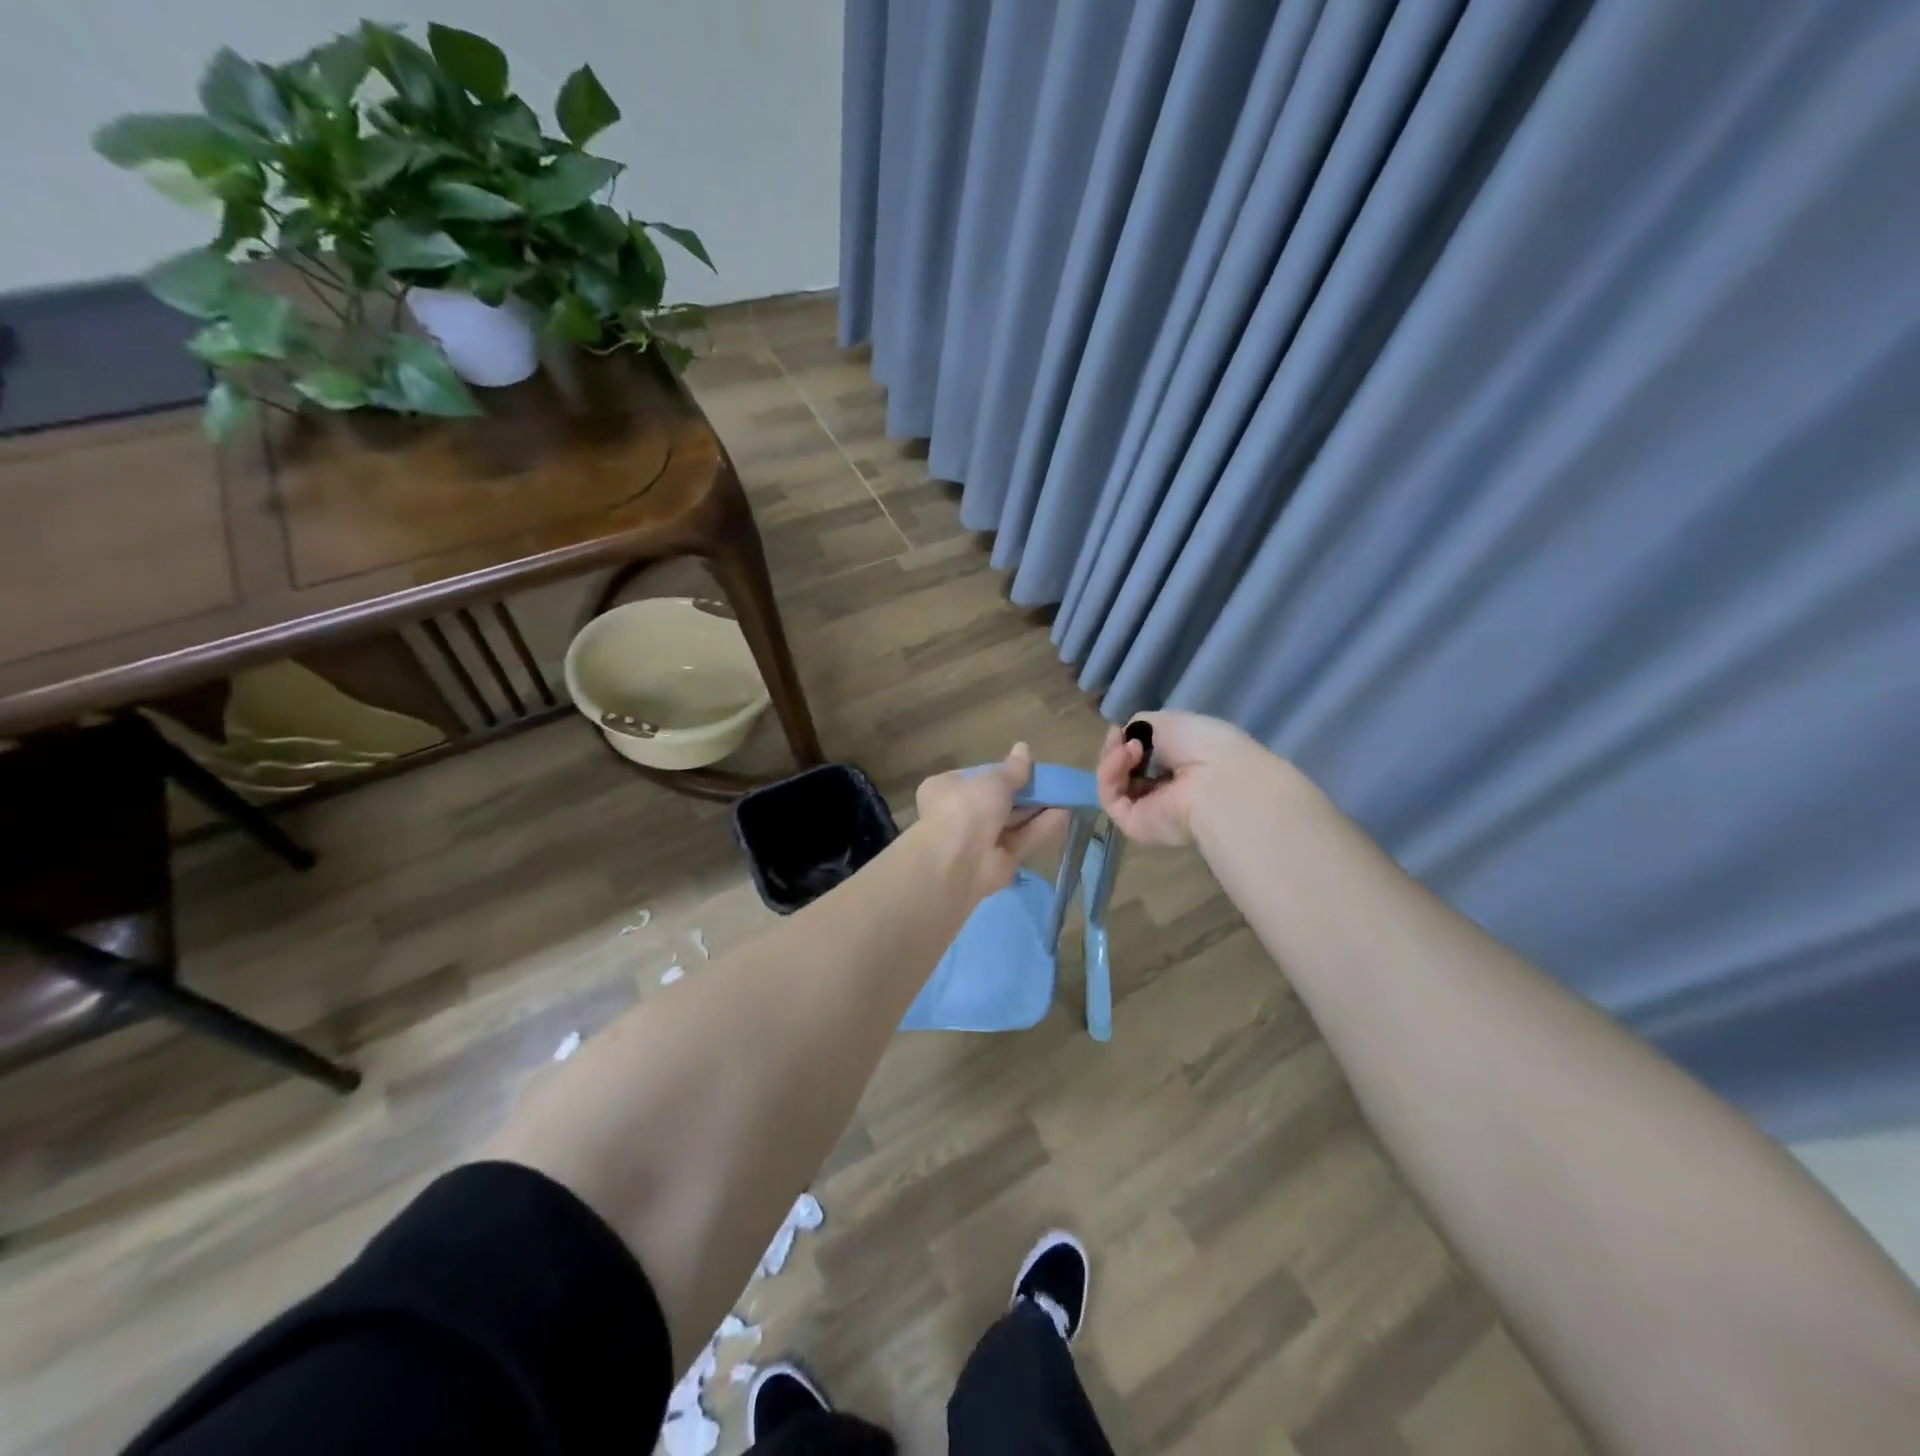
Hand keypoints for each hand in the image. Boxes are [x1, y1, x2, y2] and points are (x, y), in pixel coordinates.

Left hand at [915, 743, 1067, 900]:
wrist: (955, 862)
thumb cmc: (966, 808)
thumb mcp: (991, 780)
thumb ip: (1012, 769)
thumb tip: (1023, 747)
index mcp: (946, 789)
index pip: (977, 777)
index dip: (1002, 772)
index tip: (1026, 768)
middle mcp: (960, 815)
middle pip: (998, 801)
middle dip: (1025, 793)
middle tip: (1052, 782)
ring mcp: (979, 840)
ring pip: (1013, 821)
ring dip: (1037, 809)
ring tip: (1066, 796)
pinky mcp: (999, 862)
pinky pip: (1022, 840)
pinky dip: (1041, 828)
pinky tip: (1065, 814)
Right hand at [1095, 711, 1279, 846]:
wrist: (1214, 778)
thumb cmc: (1201, 744)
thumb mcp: (1168, 721)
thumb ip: (1140, 728)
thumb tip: (1126, 739)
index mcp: (1179, 767)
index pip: (1141, 757)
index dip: (1127, 740)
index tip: (1124, 728)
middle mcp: (1163, 790)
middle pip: (1122, 770)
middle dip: (1116, 749)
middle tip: (1121, 736)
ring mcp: (1147, 810)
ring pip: (1113, 783)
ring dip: (1113, 758)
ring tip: (1130, 747)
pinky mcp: (1133, 825)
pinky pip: (1110, 797)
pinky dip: (1110, 773)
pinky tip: (1125, 756)